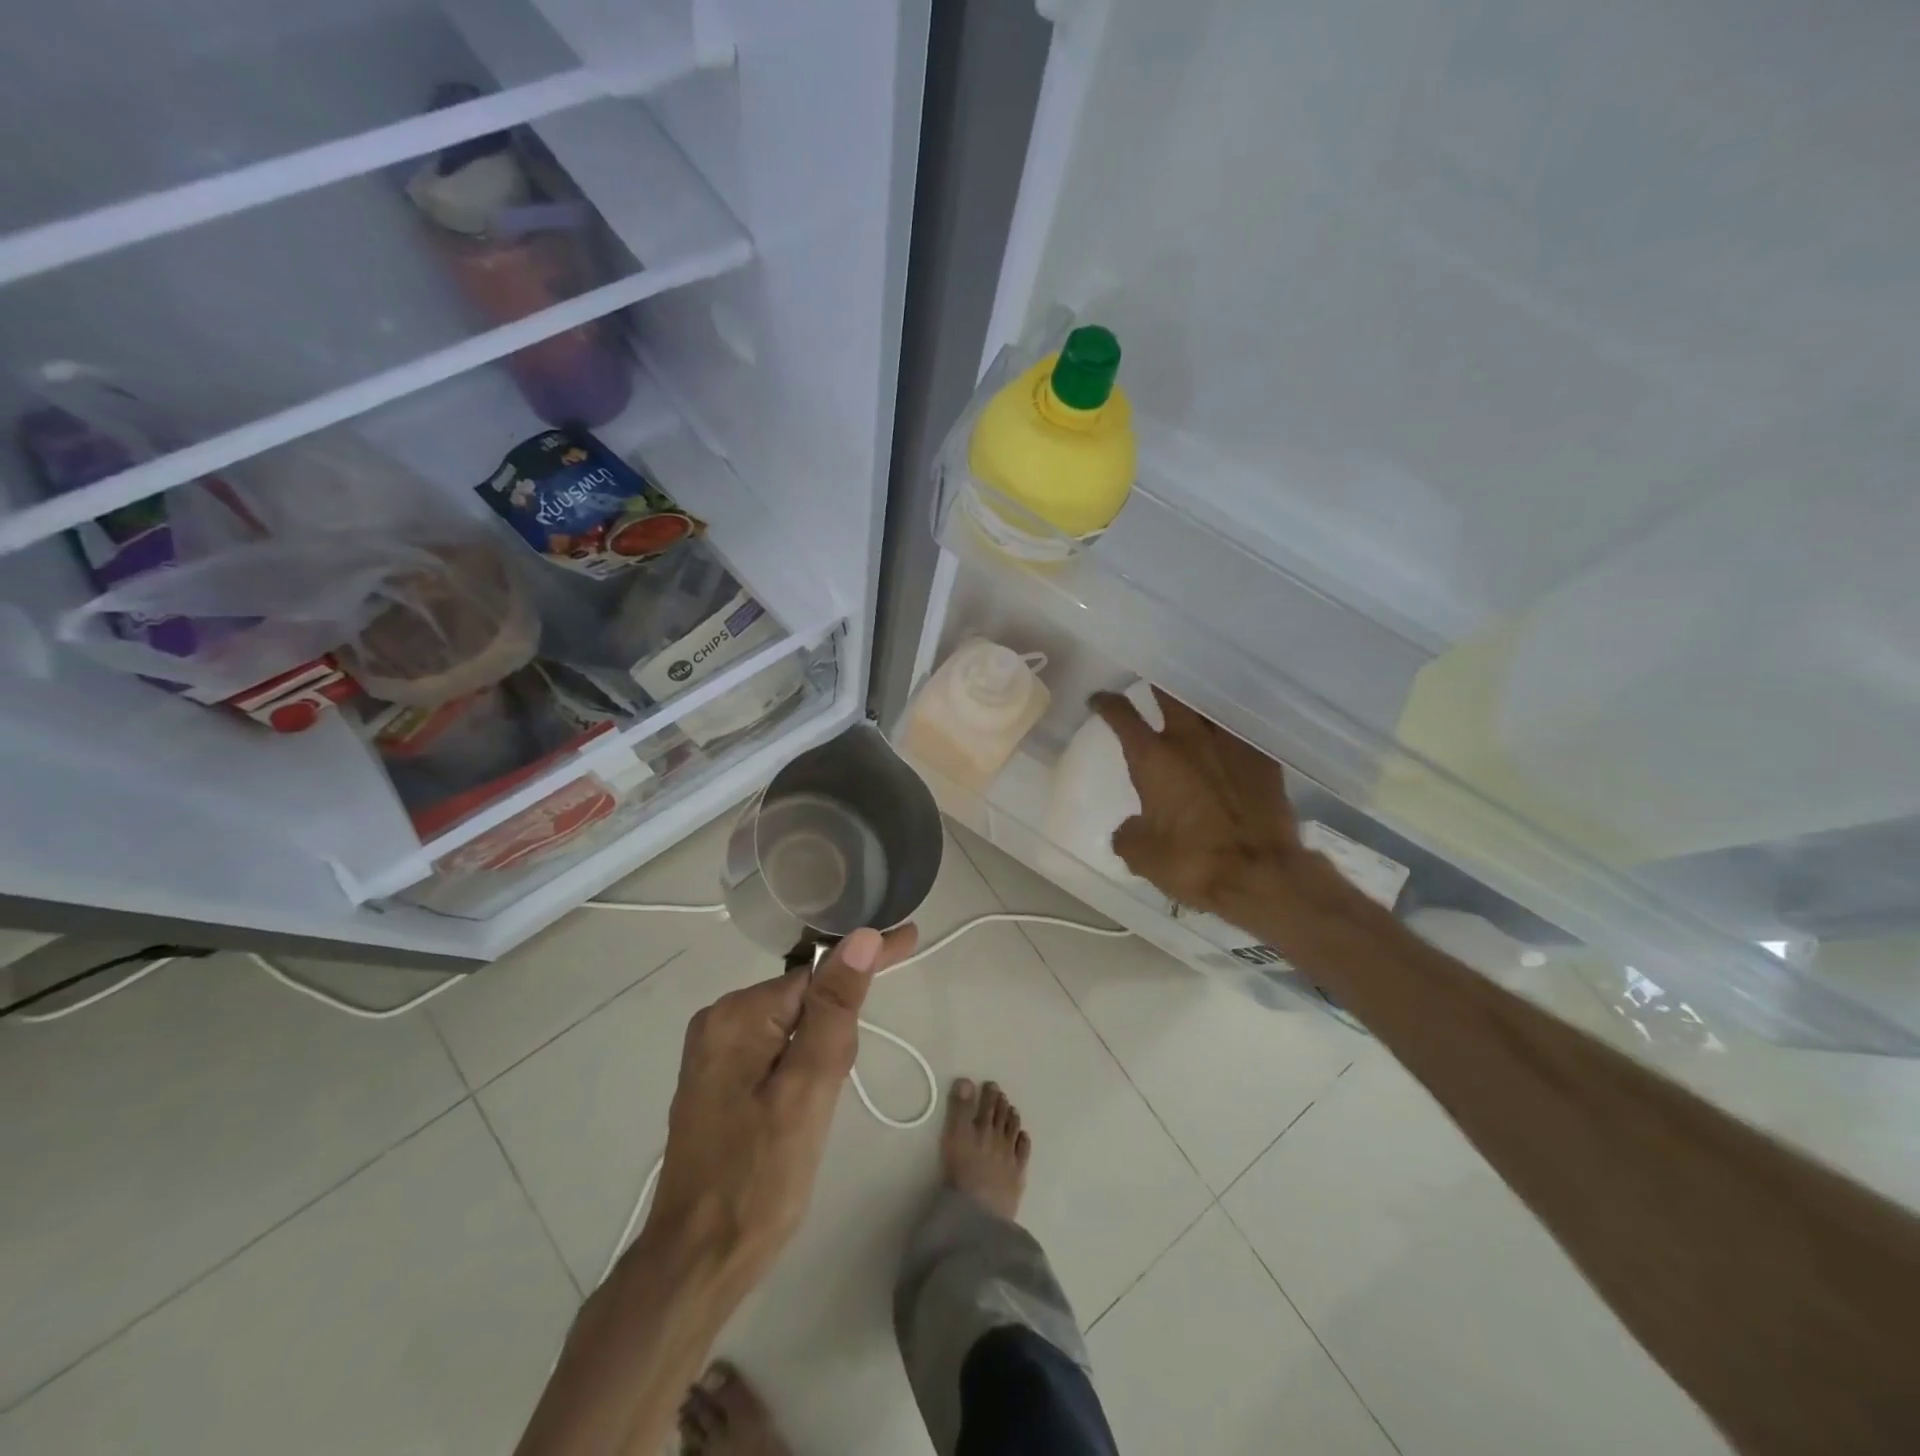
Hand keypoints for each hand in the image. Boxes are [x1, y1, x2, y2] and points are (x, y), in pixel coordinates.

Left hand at [639, 924, 919, 1295]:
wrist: (698, 1263)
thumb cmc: (758, 1179)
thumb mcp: (807, 1091)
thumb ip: (834, 1011)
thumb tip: (860, 940)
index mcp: (737, 1015)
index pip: (817, 972)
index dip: (865, 961)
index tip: (909, 937)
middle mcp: (720, 1021)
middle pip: (805, 999)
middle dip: (837, 1029)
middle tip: (836, 1090)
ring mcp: (717, 1052)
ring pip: (796, 1027)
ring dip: (822, 1054)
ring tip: (817, 1111)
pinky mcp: (722, 1079)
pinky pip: (779, 1050)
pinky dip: (804, 1068)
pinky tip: (803, 1107)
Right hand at [1090, 687, 1299, 916]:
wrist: (1261, 873)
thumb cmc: (1192, 860)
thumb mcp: (1142, 856)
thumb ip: (1128, 834)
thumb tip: (1130, 828)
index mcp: (1152, 758)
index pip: (1121, 715)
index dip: (1106, 703)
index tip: (1099, 699)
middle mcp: (1190, 740)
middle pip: (1169, 693)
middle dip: (1156, 683)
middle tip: (1150, 678)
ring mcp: (1230, 744)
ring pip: (1209, 706)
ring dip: (1196, 702)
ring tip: (1191, 702)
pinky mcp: (1264, 759)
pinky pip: (1241, 731)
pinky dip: (1229, 729)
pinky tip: (1228, 736)